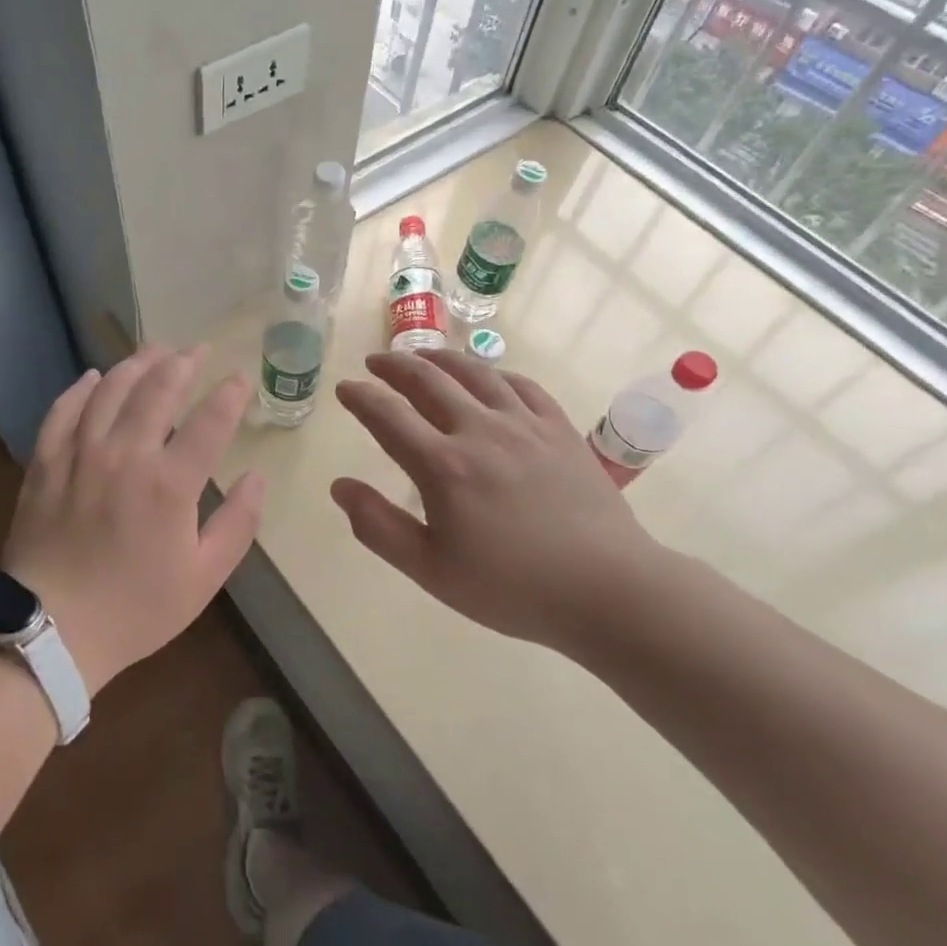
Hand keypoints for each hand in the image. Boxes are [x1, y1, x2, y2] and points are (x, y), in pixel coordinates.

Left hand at [1, 347, 265, 693]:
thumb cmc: (135, 609)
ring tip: (155, 350)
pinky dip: (81, 389)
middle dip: (183, 363)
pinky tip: (93, 377)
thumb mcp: (203, 578)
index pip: (210, 421)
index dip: (229, 394)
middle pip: (157, 390)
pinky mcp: (45, 463)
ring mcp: (80, 454)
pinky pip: (63, 411)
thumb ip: (238, 523)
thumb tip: (257, 477)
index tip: (240, 378)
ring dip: (136, 364)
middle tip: (198, 349)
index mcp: (170, 483)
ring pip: (110, 390)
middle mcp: (125, 455)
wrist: (49, 631)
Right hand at [331, 349, 669, 654]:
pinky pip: (521, 385)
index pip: (388, 416)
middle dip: (394, 366)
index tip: (345, 388)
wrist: (607, 589)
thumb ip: (379, 526)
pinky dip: (494, 374)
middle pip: (428, 381)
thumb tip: (339, 486)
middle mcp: (480, 430)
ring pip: (475, 373)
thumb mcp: (431, 570)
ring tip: (422, 356)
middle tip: (375, 362)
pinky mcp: (559, 428)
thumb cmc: (512, 587)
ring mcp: (524, 424)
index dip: (361, 397)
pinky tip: (487, 377)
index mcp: (443, 466)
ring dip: (440, 358)